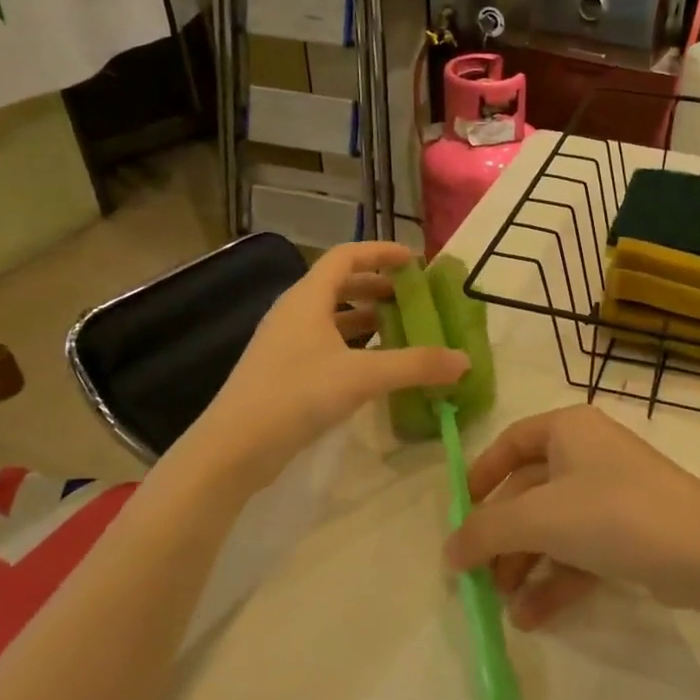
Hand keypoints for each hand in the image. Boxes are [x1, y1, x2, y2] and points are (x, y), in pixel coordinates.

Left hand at [193, 241, 467, 487]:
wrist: (234, 447)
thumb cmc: (296, 394)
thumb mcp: (362, 376)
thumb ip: (415, 365)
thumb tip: (464, 361)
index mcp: (308, 298)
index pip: (347, 256)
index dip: (381, 252)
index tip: (415, 261)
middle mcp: (294, 312)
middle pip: (339, 284)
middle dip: (378, 286)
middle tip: (412, 298)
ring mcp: (285, 343)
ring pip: (332, 317)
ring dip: (366, 318)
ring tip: (400, 330)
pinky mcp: (283, 372)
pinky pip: (325, 344)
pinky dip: (353, 345)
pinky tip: (373, 367)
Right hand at [444, 405, 699, 629]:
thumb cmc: (612, 514)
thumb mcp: (539, 518)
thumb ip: (485, 532)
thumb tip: (447, 551)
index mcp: (568, 430)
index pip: (511, 442)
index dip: (481, 475)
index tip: (460, 512)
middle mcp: (590, 453)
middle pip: (530, 493)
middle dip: (503, 538)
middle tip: (479, 576)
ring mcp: (613, 493)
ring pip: (554, 526)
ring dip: (526, 565)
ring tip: (506, 605)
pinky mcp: (631, 531)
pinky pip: (581, 549)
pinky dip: (557, 579)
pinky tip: (533, 617)